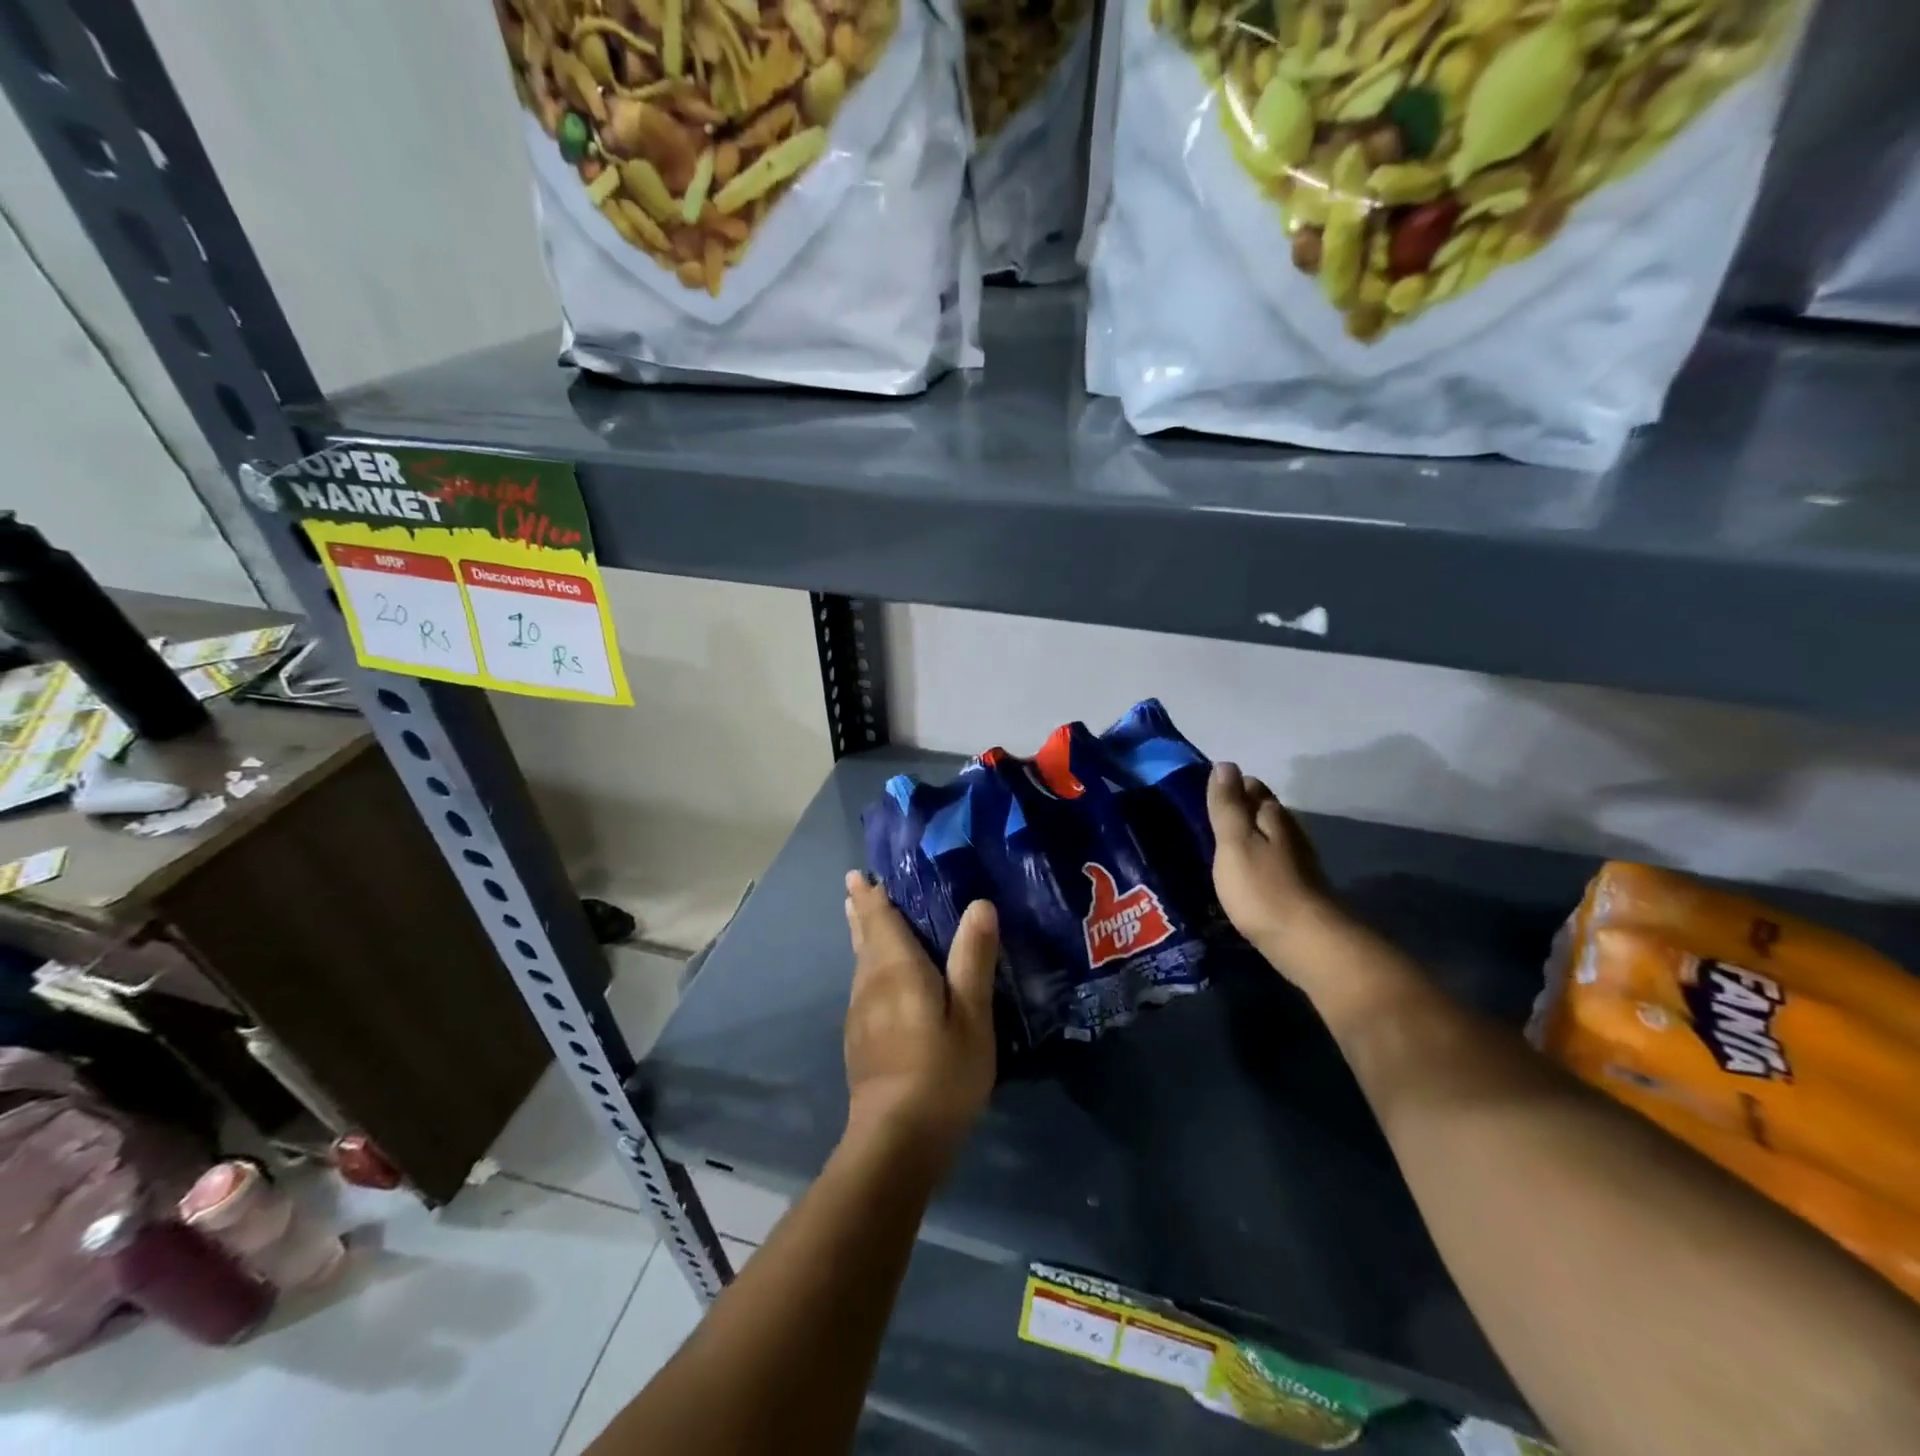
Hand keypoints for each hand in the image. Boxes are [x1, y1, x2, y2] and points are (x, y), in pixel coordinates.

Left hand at [842, 872, 998, 1152]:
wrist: (896, 1140)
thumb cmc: (942, 1072)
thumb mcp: (972, 1016)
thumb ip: (973, 959)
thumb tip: (979, 904)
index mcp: (897, 970)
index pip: (881, 921)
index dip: (873, 896)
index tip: (860, 873)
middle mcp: (871, 984)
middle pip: (864, 937)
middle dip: (860, 910)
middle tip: (854, 886)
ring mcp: (860, 1014)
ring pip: (859, 962)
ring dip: (860, 935)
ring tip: (858, 917)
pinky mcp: (860, 1040)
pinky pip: (862, 984)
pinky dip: (865, 964)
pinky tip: (873, 976)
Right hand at [1207, 762, 1338, 975]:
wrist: (1309, 943)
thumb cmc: (1262, 889)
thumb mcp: (1234, 843)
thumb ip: (1228, 805)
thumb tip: (1225, 764)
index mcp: (1272, 816)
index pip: (1251, 787)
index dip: (1231, 785)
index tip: (1206, 791)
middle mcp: (1290, 833)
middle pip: (1264, 810)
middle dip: (1241, 808)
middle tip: (1208, 814)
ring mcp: (1298, 863)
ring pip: (1270, 836)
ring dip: (1249, 835)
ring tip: (1222, 841)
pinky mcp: (1299, 890)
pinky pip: (1272, 862)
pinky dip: (1257, 859)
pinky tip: (1244, 871)